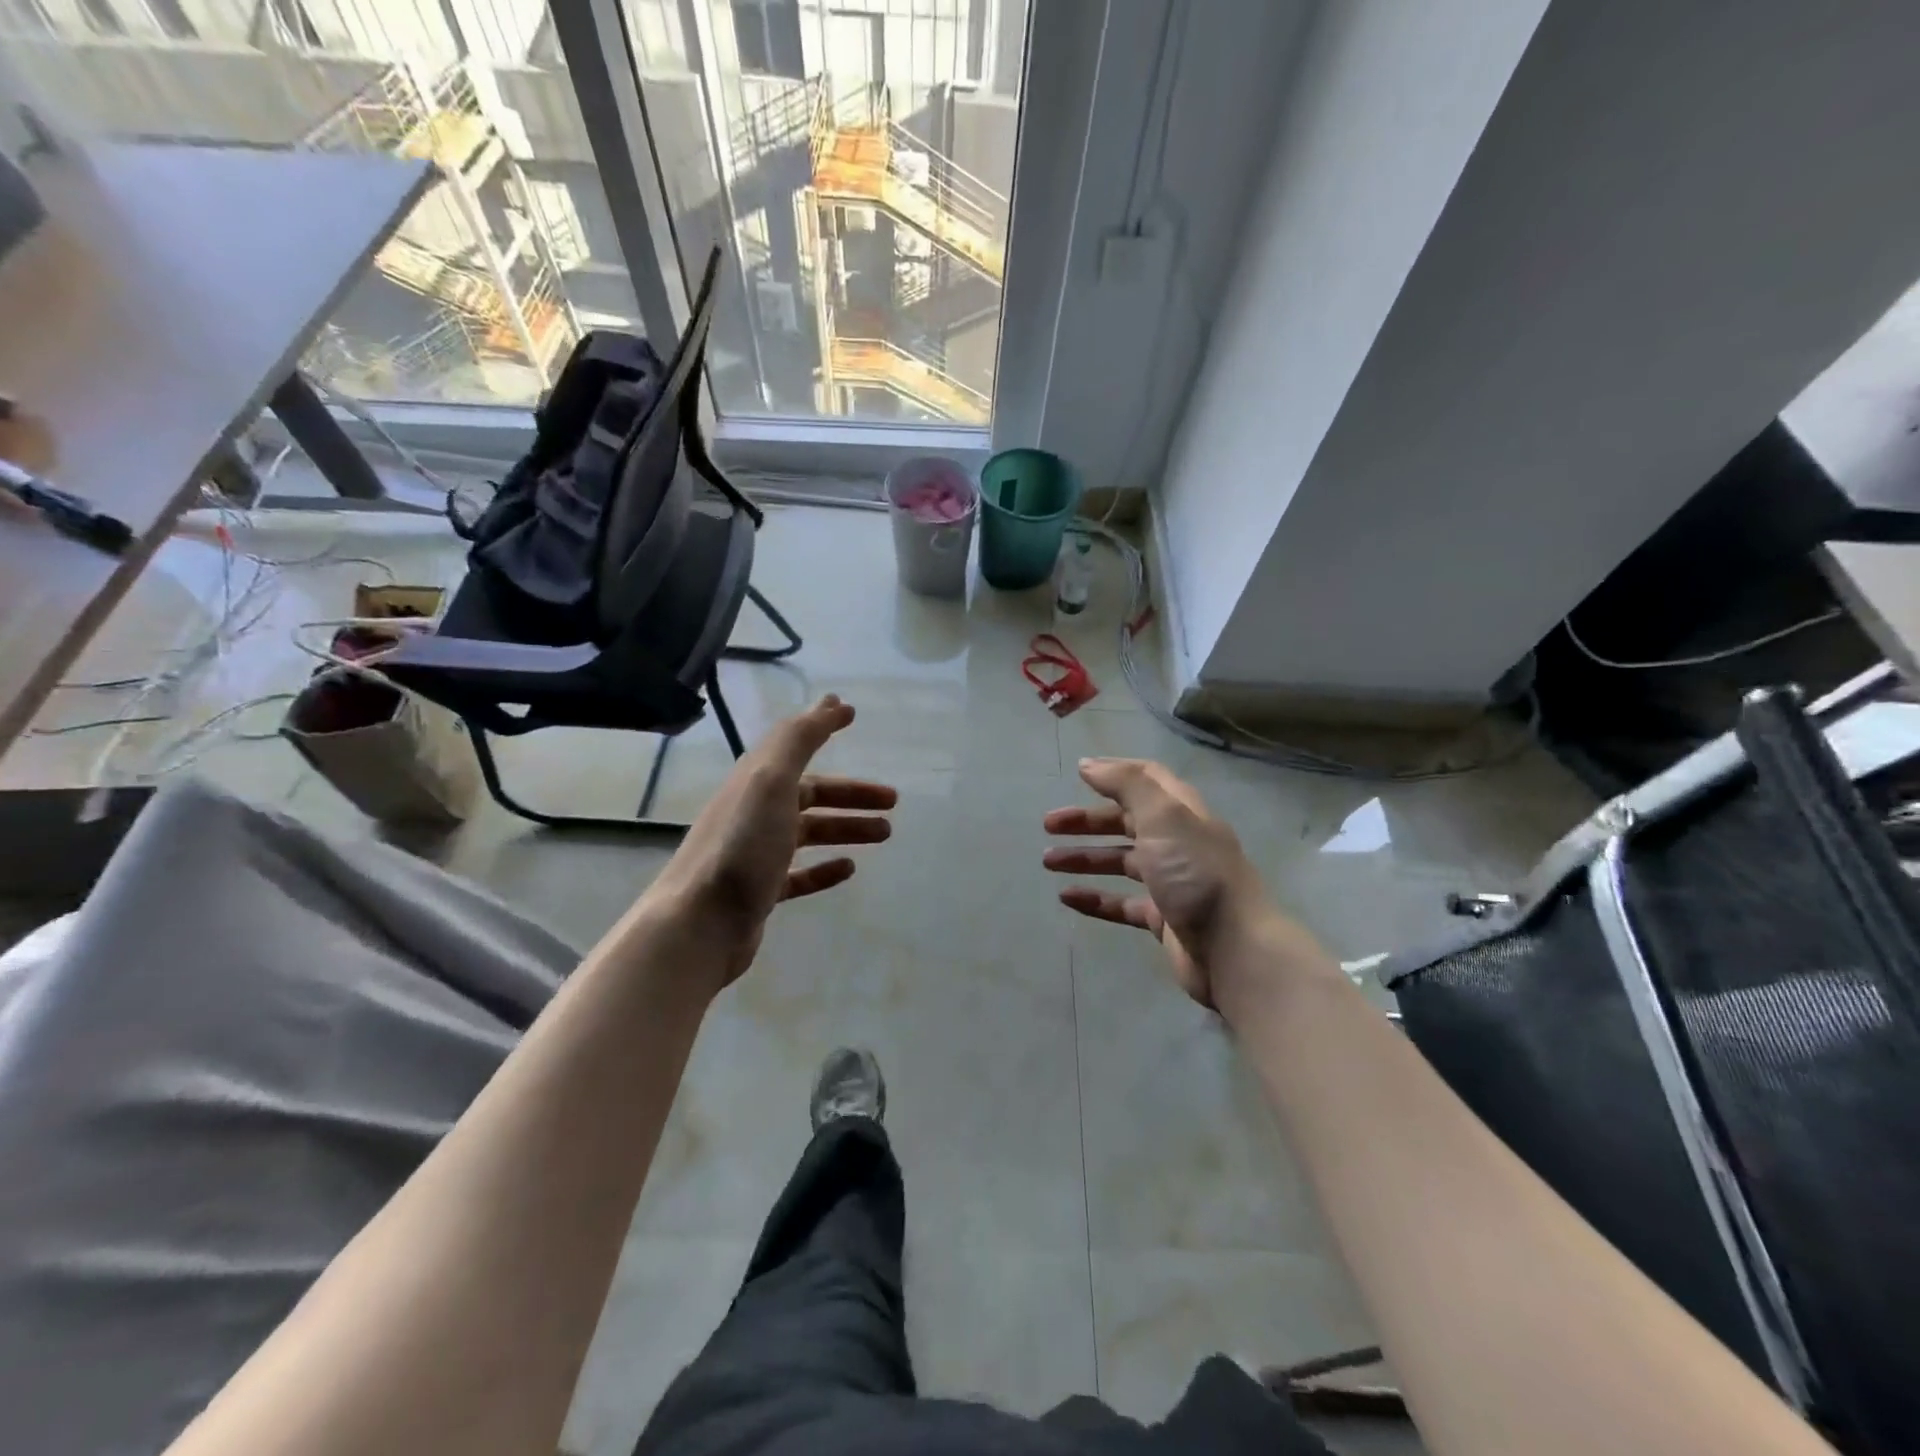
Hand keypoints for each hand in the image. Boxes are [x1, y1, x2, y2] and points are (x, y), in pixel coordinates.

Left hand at [647, 695, 895, 990]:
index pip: (795, 748)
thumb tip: (831, 701)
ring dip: (847, 828)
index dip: (823, 729)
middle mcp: (754, 812)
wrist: (699, 924)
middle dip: (852, 794)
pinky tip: (849, 868)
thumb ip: (799, 740)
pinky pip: (800, 873)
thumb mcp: (771, 782)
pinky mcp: (761, 891)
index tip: (853, 715)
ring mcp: (757, 854)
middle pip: (811, 794)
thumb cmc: (741, 847)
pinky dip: (825, 868)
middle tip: (892, 801)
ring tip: (885, 834)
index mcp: (756, 783)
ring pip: (810, 832)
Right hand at [1043, 758, 1272, 1008]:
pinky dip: (1095, 898)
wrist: (1234, 948)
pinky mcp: (1163, 919)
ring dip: (1086, 858)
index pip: (1148, 780)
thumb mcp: (1163, 816)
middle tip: (1049, 825)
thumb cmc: (1196, 874)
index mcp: (1182, 813)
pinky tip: (1068, 898)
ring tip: (1048, 862)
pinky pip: (1122, 903)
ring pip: (1121, 862)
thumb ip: (1127, 785)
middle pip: (1128, 822)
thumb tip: (1090, 765)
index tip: (1078, 773)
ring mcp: (1171, 882)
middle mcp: (1178, 843)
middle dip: (1088, 820)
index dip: (1115, 773)